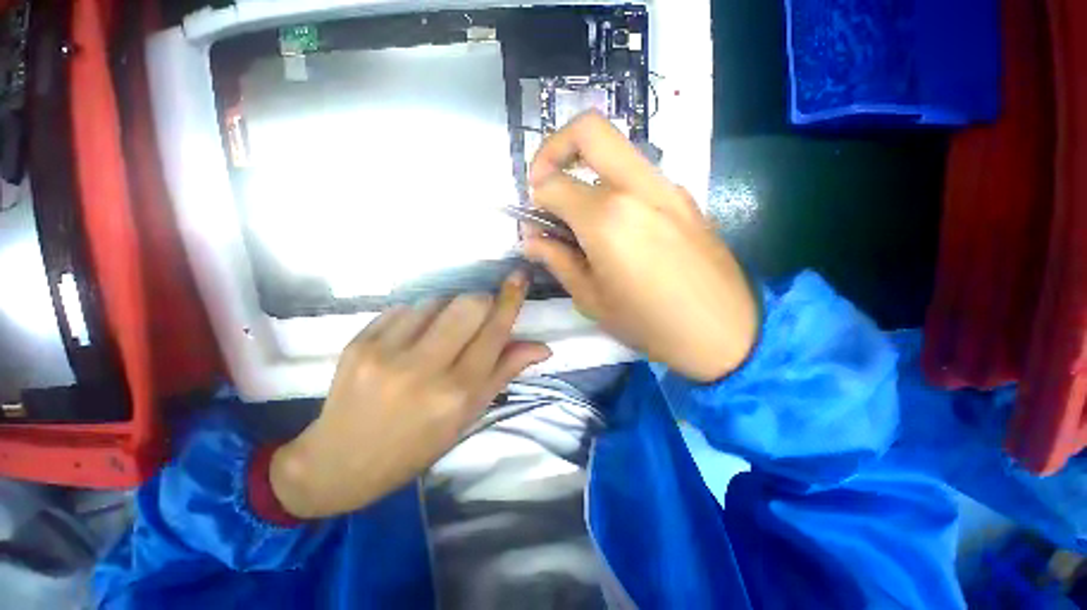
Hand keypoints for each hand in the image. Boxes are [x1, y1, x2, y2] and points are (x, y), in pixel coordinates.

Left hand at [270, 274, 550, 518]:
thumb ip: (505, 371)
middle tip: (477, 318)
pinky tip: (411, 338)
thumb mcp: (470, 414)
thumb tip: (542, 347)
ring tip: (439, 334)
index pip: (494, 331)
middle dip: (481, 302)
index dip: (510, 299)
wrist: (342, 461)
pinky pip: (405, 307)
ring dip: (448, 309)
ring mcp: (386, 352)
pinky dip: (418, 315)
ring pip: (436, 300)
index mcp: (457, 392)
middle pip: (468, 303)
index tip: (520, 276)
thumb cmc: (418, 444)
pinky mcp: (359, 341)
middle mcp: (424, 369)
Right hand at [524, 111, 757, 381]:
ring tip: (581, 214)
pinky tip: (616, 226)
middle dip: (554, 148)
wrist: (725, 332)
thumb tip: (531, 239)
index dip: (534, 199)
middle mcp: (637, 189)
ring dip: (586, 169)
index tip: (534, 221)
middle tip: (545, 182)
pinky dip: (614, 187)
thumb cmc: (649, 323)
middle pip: (589, 129)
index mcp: (607, 219)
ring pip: (616, 151)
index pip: (553, 184)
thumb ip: (557, 261)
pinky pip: (638, 176)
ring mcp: (666, 188)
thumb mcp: (591, 299)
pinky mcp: (683, 197)